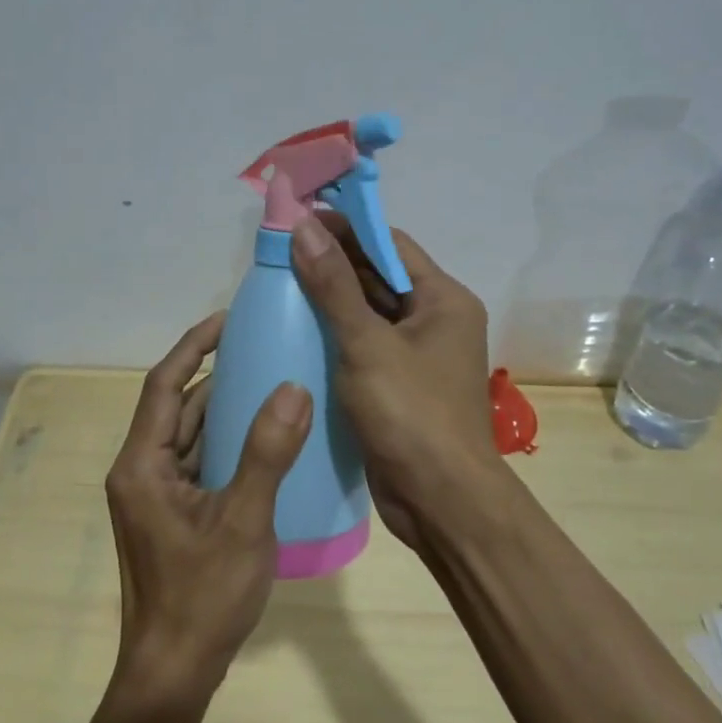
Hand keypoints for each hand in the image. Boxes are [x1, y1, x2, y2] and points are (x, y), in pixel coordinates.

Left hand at [105, 313, 313, 711]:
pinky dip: (223, 439)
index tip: (227, 319)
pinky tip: (260, 436)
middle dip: (212, 371)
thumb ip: (267, 453)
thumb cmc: (203, 597)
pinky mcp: (171, 514)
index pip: (164, 385)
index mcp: (142, 464)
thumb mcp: (244, 521)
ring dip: (219, 406)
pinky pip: (197, 459)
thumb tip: (294, 388)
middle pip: (175, 405)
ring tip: (265, 379)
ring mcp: (154, 494)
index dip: (193, 345)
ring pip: (187, 433)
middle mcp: (140, 470)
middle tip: (258, 346)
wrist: (173, 674)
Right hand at [289, 211, 502, 550]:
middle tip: (279, 255)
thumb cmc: (411, 414)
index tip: (299, 221)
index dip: (346, 228)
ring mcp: (417, 355)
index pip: (389, 245)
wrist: (441, 501)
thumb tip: (303, 227)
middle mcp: (434, 320)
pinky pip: (363, 346)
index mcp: (442, 299)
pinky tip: (295, 331)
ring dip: (330, 300)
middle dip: (332, 264)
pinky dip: (334, 336)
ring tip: (279, 286)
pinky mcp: (398, 384)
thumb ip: (333, 285)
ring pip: (368, 313)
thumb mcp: (367, 344)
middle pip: (378, 277)